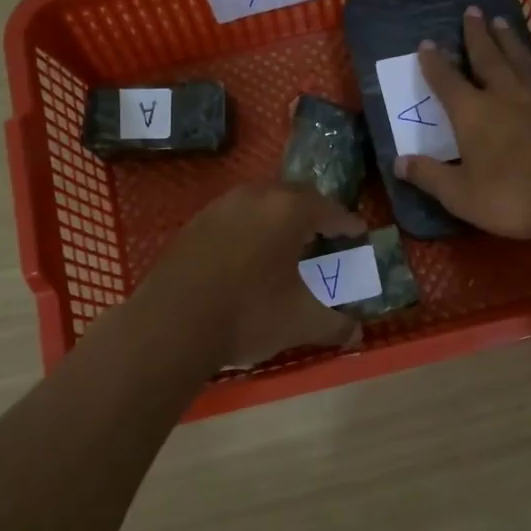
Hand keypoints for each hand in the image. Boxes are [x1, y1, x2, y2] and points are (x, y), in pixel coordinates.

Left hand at [141, 182, 365, 367]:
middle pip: (295, 196)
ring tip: (287, 243)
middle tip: (324, 234)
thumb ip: (335, 324)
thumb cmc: (249, 314)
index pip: (329, 210)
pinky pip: (234, 217)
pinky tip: (248, 255)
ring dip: (279, 218)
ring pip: (261, 203)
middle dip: (313, 214)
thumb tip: (358, 333)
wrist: (172, 323)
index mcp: (289, 210)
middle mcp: (256, 196)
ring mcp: (221, 206)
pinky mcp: (195, 223)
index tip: (358, 232)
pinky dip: (250, 228)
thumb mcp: (301, 322)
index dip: (347, 223)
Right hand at [396, 7, 530, 239]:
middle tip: (472, 10)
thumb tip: (399, 162)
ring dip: (507, 41)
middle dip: (476, 34)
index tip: (426, 43)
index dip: (434, 63)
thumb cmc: (513, 196)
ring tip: (501, 22)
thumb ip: (430, 176)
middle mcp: (505, 96)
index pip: (447, 81)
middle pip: (488, 57)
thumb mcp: (461, 195)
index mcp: (473, 113)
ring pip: (519, 61)